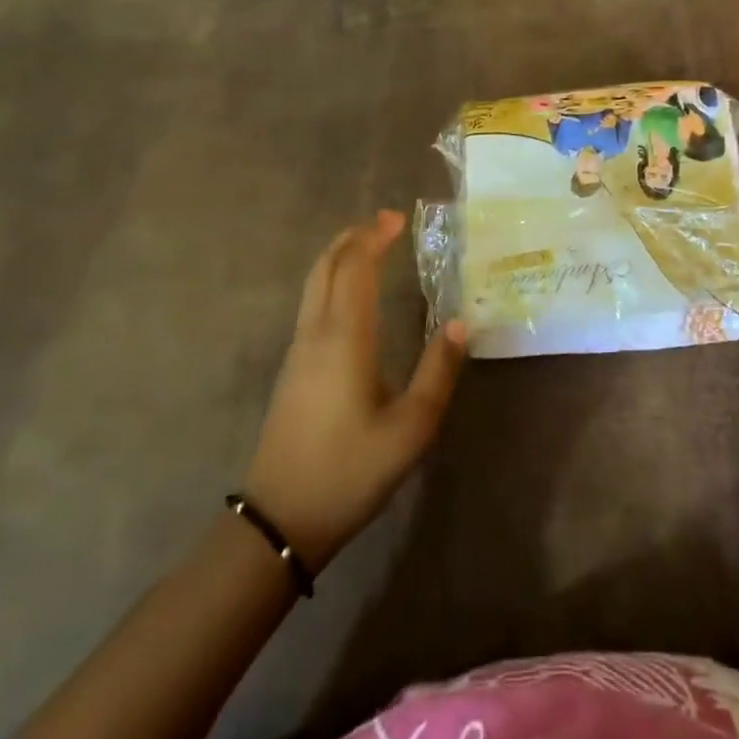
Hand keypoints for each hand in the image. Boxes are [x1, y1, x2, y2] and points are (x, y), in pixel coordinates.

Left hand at [243, 211, 466, 571]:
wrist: (279, 520)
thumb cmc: (350, 470)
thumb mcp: (411, 428)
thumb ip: (438, 372)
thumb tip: (460, 325)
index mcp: (345, 338)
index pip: (355, 267)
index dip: (375, 236)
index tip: (398, 218)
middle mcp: (316, 334)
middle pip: (326, 267)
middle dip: (354, 237)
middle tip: (385, 224)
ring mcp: (298, 352)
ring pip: (314, 284)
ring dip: (340, 257)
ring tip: (370, 249)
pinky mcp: (292, 370)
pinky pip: (311, 304)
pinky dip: (332, 281)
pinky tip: (351, 297)